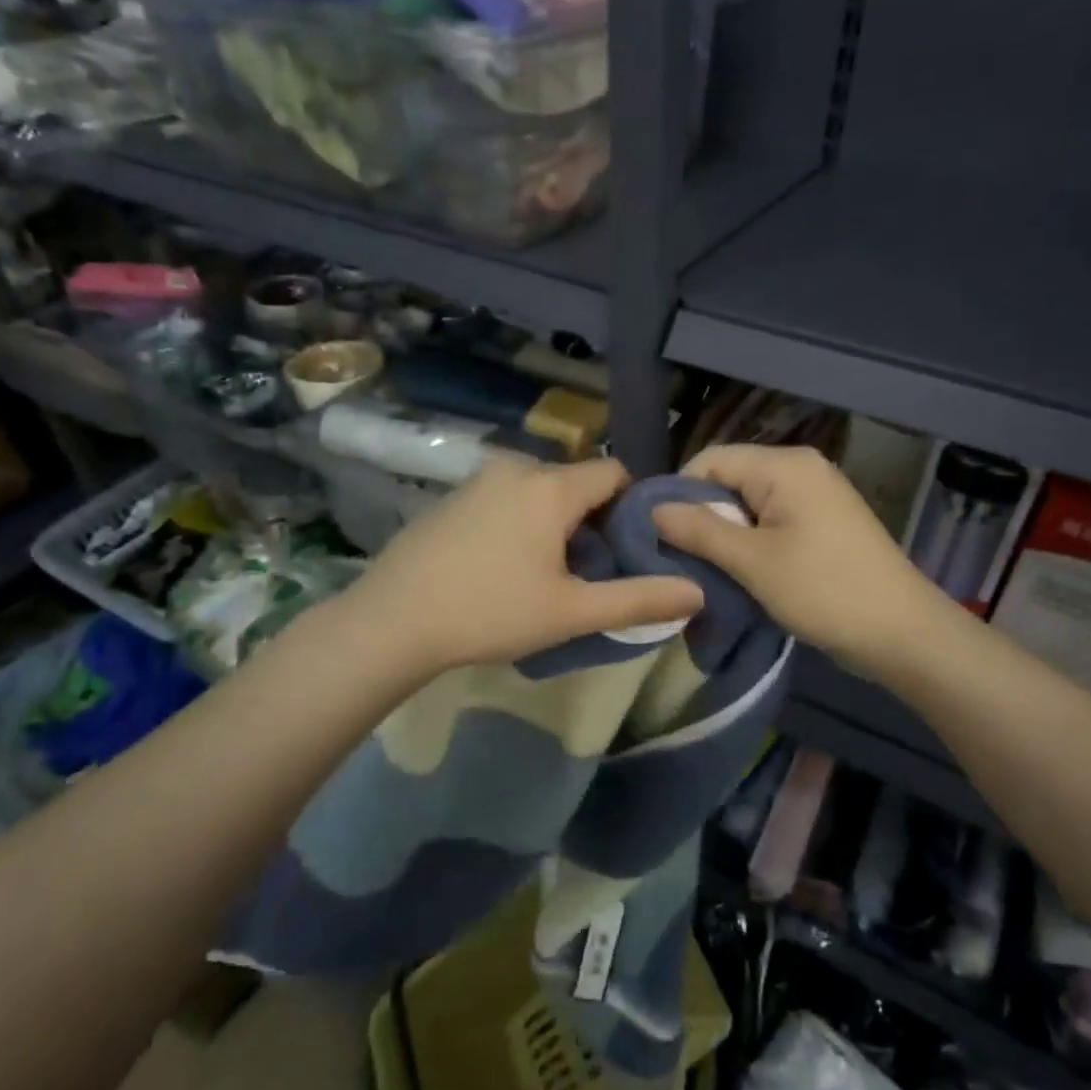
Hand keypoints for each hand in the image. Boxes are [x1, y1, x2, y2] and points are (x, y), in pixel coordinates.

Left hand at [353, 455, 704, 674]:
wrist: (393, 621)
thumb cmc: (491, 612)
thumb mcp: (572, 612)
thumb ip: (638, 599)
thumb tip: (697, 592)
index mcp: (552, 486)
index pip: (615, 473)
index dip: (633, 507)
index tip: (632, 549)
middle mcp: (516, 468)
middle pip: (577, 483)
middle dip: (594, 520)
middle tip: (591, 572)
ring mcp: (477, 480)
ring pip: (539, 492)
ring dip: (556, 523)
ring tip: (548, 575)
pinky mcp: (450, 498)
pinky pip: (505, 499)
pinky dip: (520, 522)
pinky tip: (503, 568)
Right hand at [652, 444, 943, 676]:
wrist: (901, 632)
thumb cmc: (823, 591)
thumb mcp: (752, 561)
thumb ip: (699, 529)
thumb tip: (652, 508)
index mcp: (785, 465)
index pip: (709, 461)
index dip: (678, 494)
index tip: (659, 535)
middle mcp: (801, 468)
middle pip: (729, 479)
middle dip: (702, 516)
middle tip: (681, 559)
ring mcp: (817, 494)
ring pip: (749, 503)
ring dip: (726, 534)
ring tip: (709, 570)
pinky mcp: (824, 522)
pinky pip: (772, 520)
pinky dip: (751, 542)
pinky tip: (743, 572)